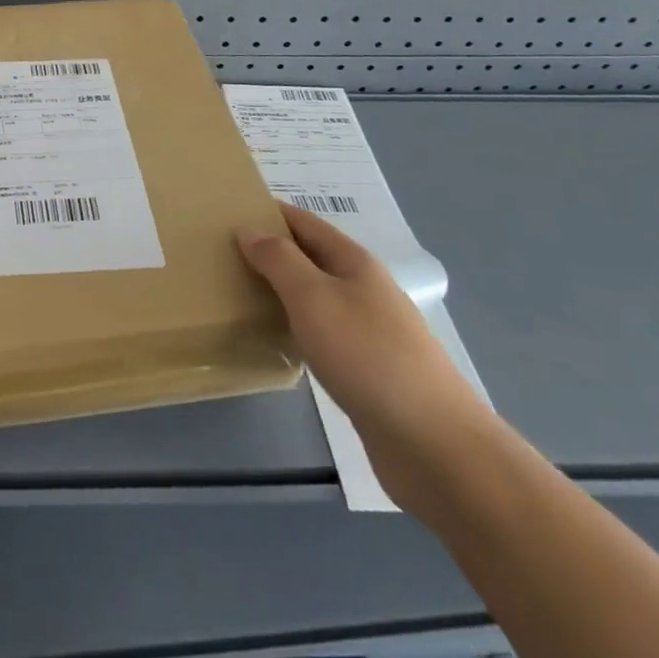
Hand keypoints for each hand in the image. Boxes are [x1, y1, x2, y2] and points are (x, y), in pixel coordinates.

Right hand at [238, 205, 492, 510]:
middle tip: (223, 255)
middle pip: (310, 258)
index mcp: (354, 262)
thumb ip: (278, 260)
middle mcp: (364, 289)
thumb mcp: (313, 297)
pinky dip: (296, 328)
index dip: (269, 213)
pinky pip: (323, 334)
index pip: (304, 222)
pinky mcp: (369, 371)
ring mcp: (370, 332)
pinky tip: (277, 342)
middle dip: (271, 252)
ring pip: (316, 297)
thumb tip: (249, 229)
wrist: (435, 446)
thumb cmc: (368, 357)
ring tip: (239, 294)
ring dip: (282, 291)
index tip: (227, 211)